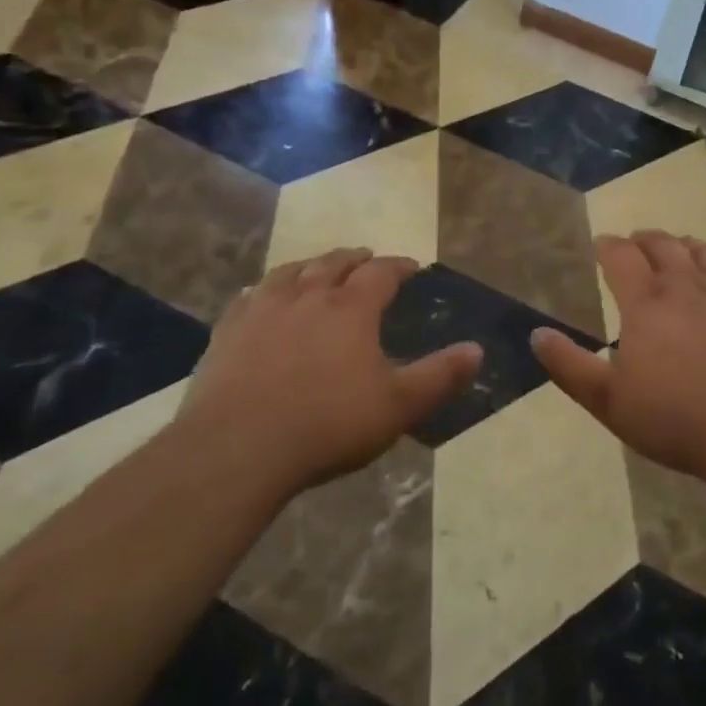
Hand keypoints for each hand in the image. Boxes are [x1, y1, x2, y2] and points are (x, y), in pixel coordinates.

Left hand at [178, 248, 480, 493]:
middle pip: (334, 263)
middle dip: (354, 258)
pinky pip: (249, 296)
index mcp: (351, 309)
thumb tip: (477, 350)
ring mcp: (263, 310)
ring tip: (318, 267)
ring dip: (311, 265)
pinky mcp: (228, 331)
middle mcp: (308, 296)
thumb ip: (439, 376)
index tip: (411, 266)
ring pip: (291, 272)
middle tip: (365, 257)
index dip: (398, 266)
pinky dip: (265, 289)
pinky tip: (261, 297)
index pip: (381, 272)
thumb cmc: (327, 425)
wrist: (236, 449)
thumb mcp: (398, 406)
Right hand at [530, 231, 705, 486]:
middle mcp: (683, 284)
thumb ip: (570, 366)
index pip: (620, 255)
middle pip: (660, 244)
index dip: (608, 245)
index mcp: (645, 302)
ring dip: (677, 244)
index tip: (601, 245)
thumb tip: (537, 334)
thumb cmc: (677, 419)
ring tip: (672, 250)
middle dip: (641, 240)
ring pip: (696, 248)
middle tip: (633, 245)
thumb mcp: (610, 402)